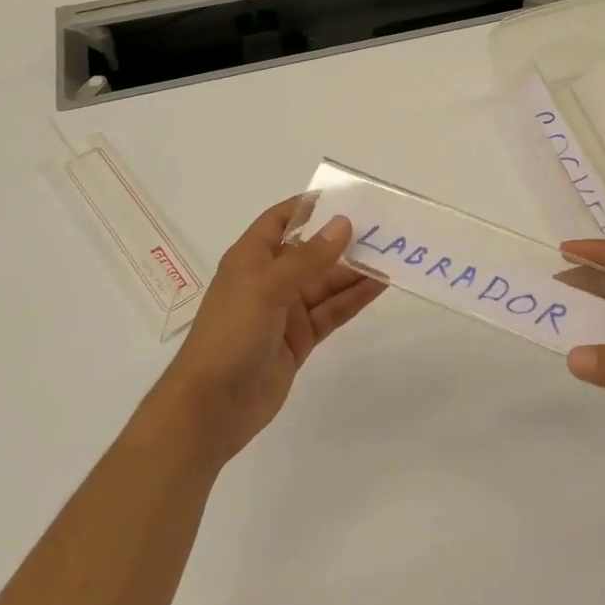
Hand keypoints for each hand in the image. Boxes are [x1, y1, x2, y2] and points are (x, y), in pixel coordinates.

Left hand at [153, 200, 386, 465]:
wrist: (211, 408)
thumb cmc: (231, 334)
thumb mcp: (268, 287)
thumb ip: (309, 257)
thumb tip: (344, 224)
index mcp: (251, 258)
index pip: (281, 220)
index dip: (309, 206)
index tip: (346, 197)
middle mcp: (269, 279)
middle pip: (312, 251)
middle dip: (344, 240)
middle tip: (386, 227)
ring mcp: (285, 311)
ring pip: (327, 282)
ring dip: (356, 270)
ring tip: (392, 254)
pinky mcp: (300, 339)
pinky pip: (332, 311)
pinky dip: (354, 298)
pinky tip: (380, 285)